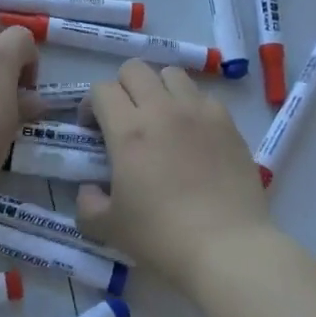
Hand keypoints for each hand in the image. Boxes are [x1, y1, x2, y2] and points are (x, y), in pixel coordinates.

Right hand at [76, 62, 273, 288]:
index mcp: (128, 130)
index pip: (101, 89)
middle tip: (124, 119)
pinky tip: (193, 135)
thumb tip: (89, 189)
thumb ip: (87, 203)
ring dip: (158, 89)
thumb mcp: (108, 228)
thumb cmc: (161, 237)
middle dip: (122, 88)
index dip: (90, 105)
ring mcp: (199, 111)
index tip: (92, 130)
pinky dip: (191, 106)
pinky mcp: (228, 122)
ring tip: (161, 119)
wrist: (226, 246)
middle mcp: (162, 109)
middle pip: (134, 69)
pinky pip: (203, 96)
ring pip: (171, 74)